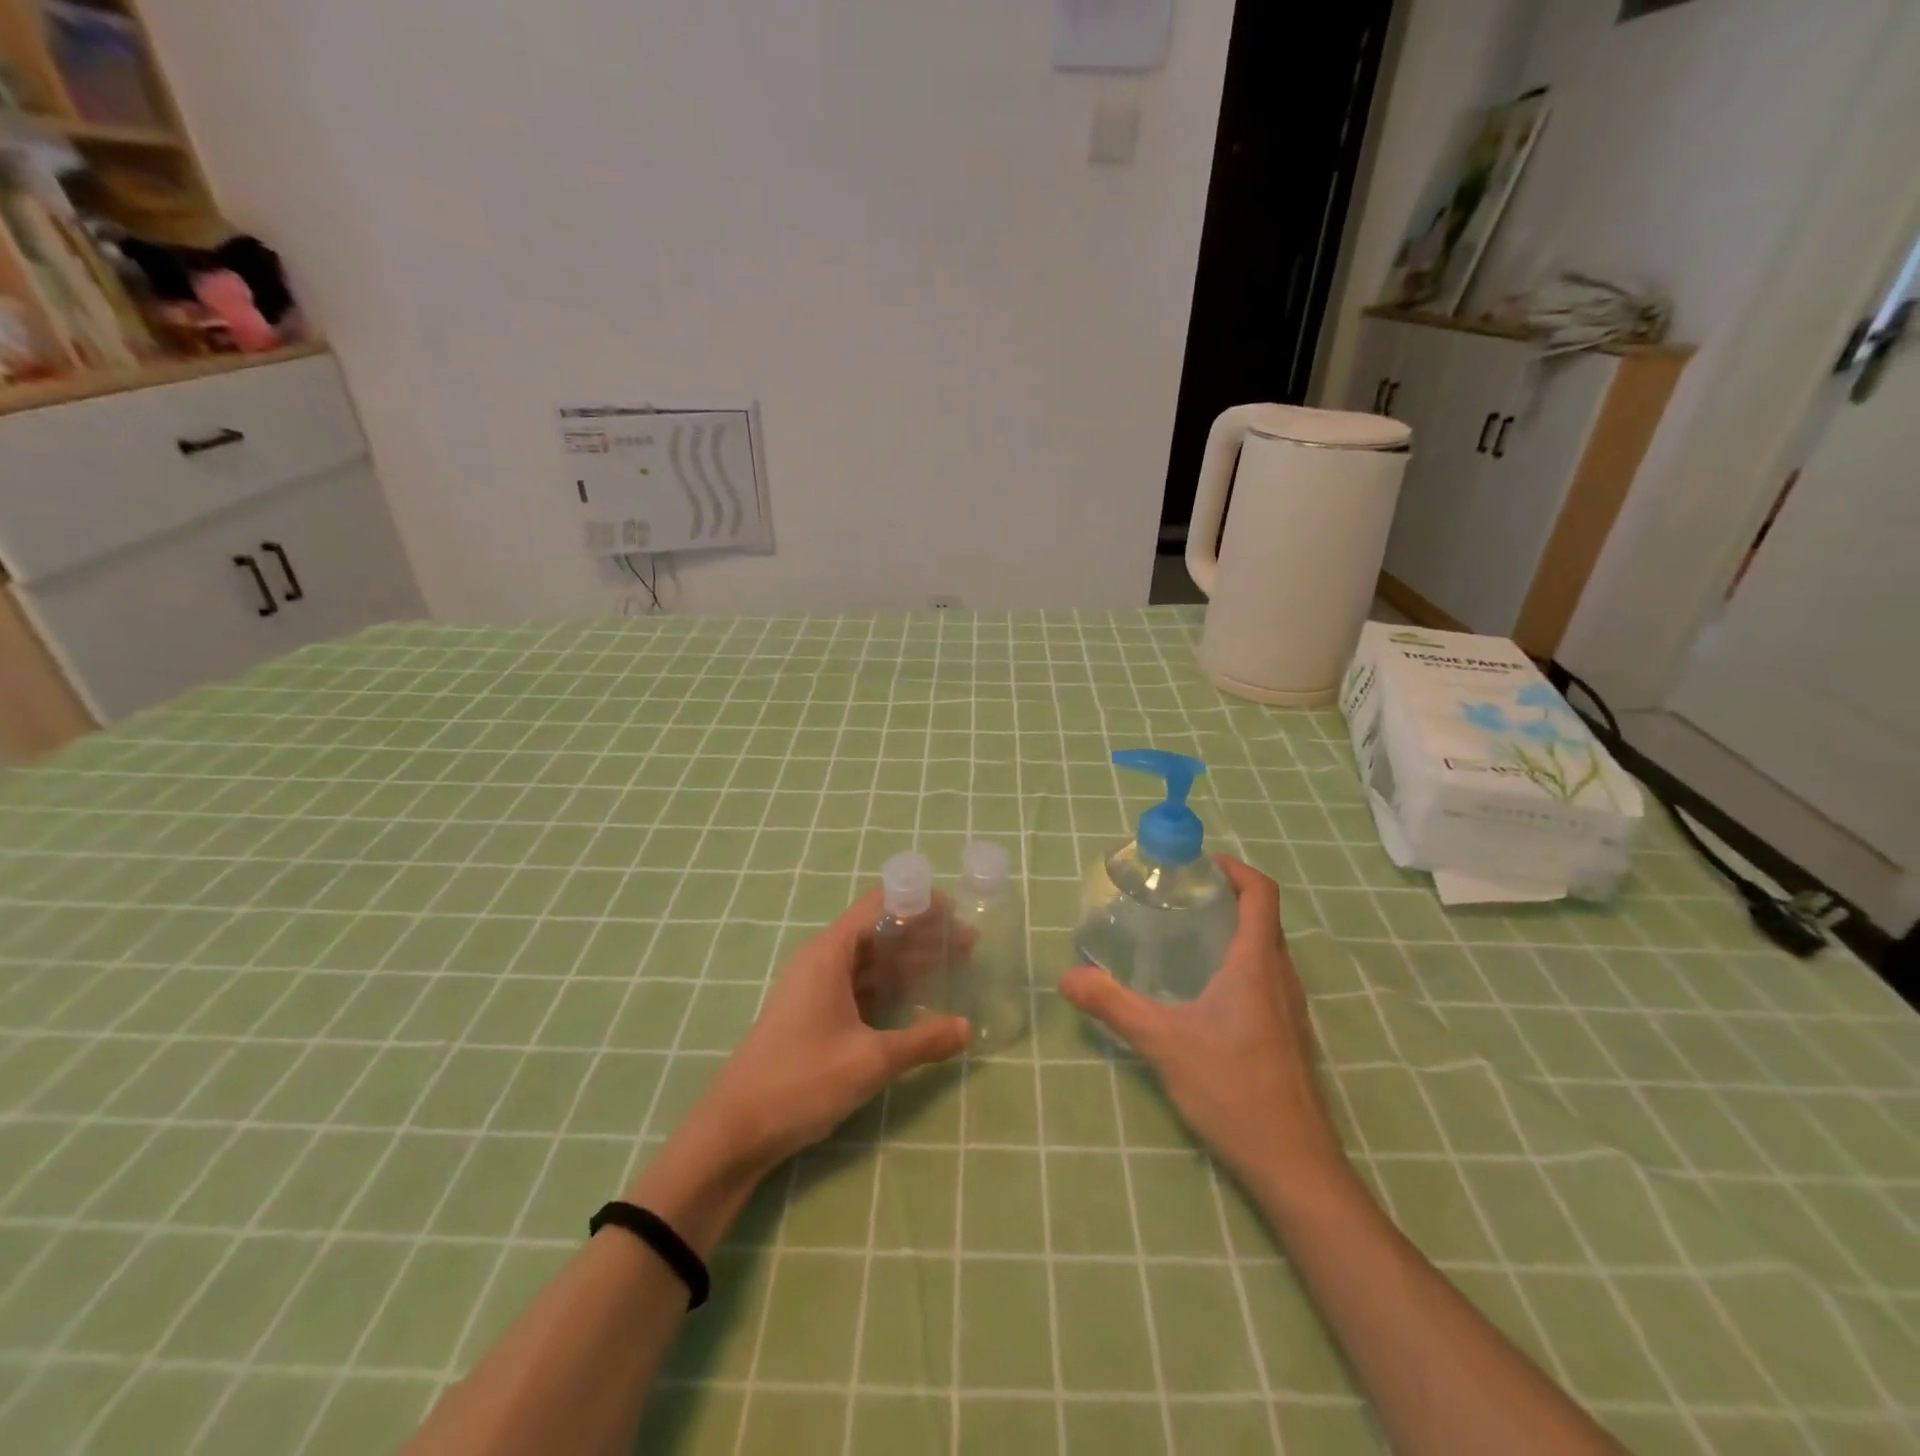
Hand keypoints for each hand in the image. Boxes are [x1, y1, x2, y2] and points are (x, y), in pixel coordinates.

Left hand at [687, 889, 971, 1176]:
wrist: (735, 1130)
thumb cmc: (801, 1081)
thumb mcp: (870, 1061)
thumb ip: (923, 1041)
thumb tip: (968, 1028)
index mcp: (829, 953)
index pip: (879, 905)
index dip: (918, 903)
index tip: (956, 912)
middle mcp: (822, 960)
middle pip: (878, 931)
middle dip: (923, 935)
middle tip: (968, 944)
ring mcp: (816, 987)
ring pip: (871, 961)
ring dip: (909, 962)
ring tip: (953, 966)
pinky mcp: (814, 1013)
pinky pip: (860, 986)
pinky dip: (890, 987)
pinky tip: (918, 1000)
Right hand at [1059, 857, 1343, 1187]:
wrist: (1294, 1165)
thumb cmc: (1232, 1090)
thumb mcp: (1163, 1043)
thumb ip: (1113, 1005)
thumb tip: (1068, 977)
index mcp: (1257, 965)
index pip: (1262, 894)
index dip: (1237, 869)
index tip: (1202, 864)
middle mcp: (1282, 977)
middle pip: (1265, 917)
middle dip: (1230, 896)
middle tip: (1183, 895)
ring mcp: (1291, 1009)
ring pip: (1269, 949)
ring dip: (1238, 929)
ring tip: (1189, 934)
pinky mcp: (1289, 1035)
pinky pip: (1269, 978)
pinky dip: (1242, 962)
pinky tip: (1207, 990)